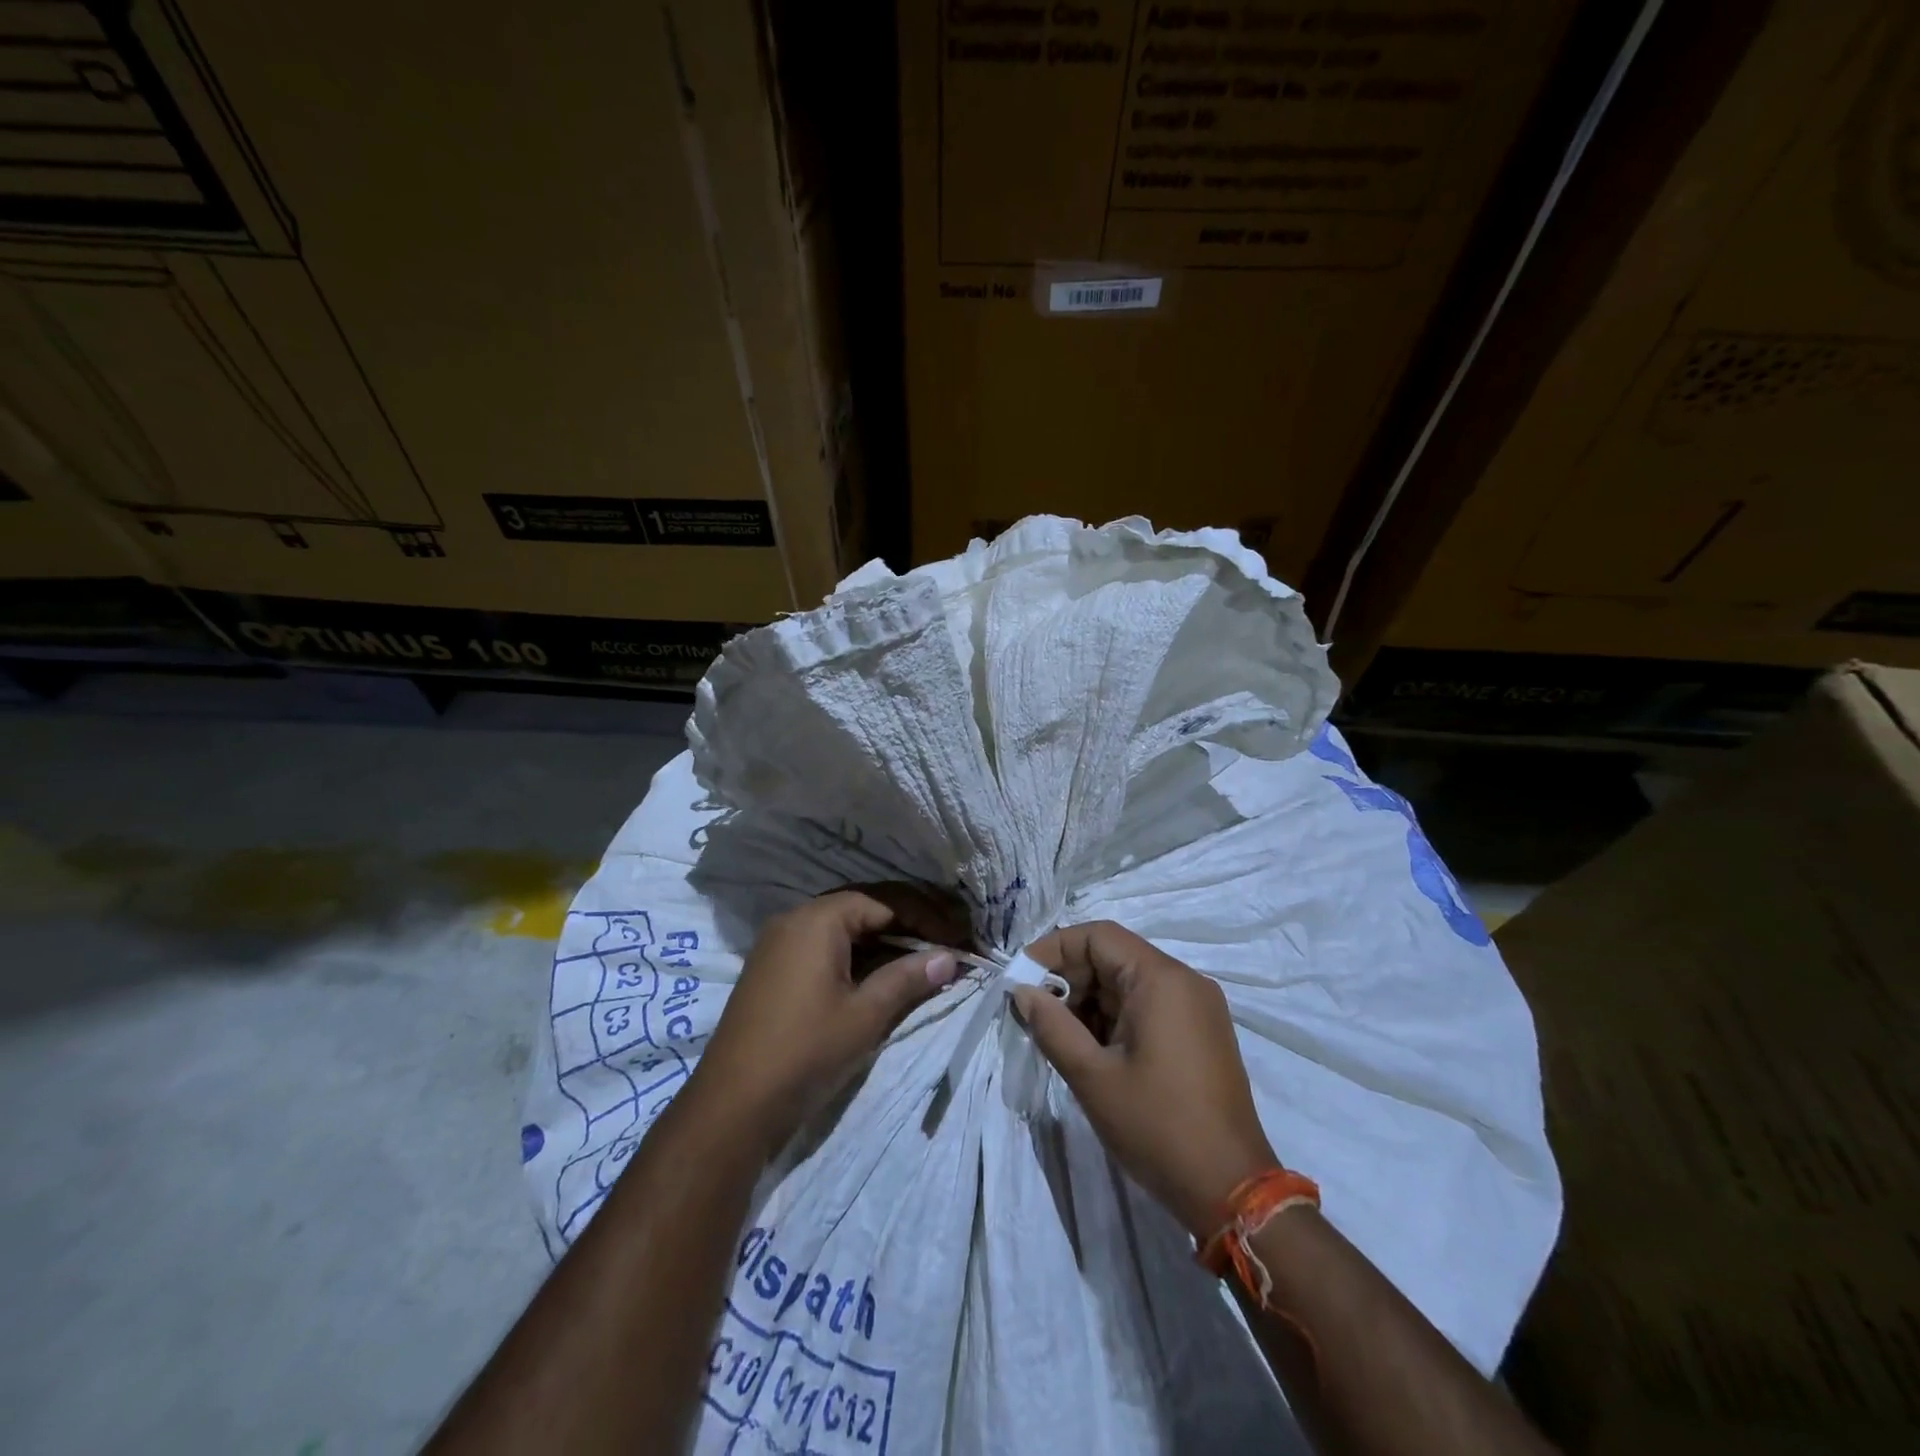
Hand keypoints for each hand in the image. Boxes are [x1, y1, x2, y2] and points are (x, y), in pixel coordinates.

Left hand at [686, 885, 966, 1155]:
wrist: (732, 1105)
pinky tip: (881, 973)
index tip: (958, 936)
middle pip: (863, 907)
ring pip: (843, 928)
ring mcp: (779, 944)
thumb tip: (950, 957)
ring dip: (883, 939)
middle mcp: (795, 919)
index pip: (884, 901)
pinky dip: (857, 954)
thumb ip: (908, 978)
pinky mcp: (772, 969)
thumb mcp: (865, 1014)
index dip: (925, 916)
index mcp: (817, 919)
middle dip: (908, 922)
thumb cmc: (805, 1051)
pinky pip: (823, 946)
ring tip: (922, 956)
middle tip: (945, 940)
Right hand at [1013, 921, 1278, 1238]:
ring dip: (1089, 1000)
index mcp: (1161, 979)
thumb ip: (1052, 1025)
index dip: (1054, 948)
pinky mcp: (1201, 1032)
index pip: (1098, 935)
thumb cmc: (1157, 1127)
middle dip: (1069, 977)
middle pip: (1114, 956)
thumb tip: (1023, 992)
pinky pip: (1148, 1005)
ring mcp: (1197, 1007)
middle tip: (1034, 1012)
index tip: (1021, 978)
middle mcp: (1184, 981)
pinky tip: (1090, 1049)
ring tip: (1057, 1035)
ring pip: (1129, 982)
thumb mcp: (1093, 1077)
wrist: (1232, 1190)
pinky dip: (1114, 1017)